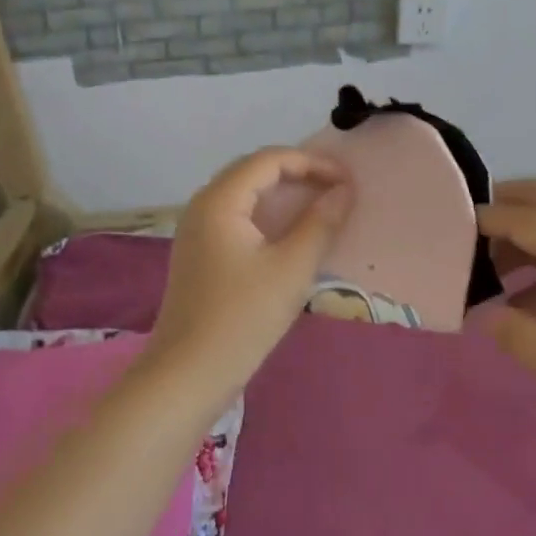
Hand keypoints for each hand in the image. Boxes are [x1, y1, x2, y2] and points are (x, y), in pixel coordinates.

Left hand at [148, 149, 353, 397]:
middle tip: (337, 190)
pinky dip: (267, 216)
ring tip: (321, 207)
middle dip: (298, 174)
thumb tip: (344, 191)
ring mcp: (197, 230)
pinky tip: (290, 235)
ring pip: (245, 195)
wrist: (187, 374)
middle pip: (253, 171)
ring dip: (283, 195)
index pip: (269, 160)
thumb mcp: (291, 269)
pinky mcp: (200, 253)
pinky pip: (237, 218)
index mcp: (219, 200)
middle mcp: (202, 205)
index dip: (312, 163)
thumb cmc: (242, 318)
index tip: (348, 180)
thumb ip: (321, 224)